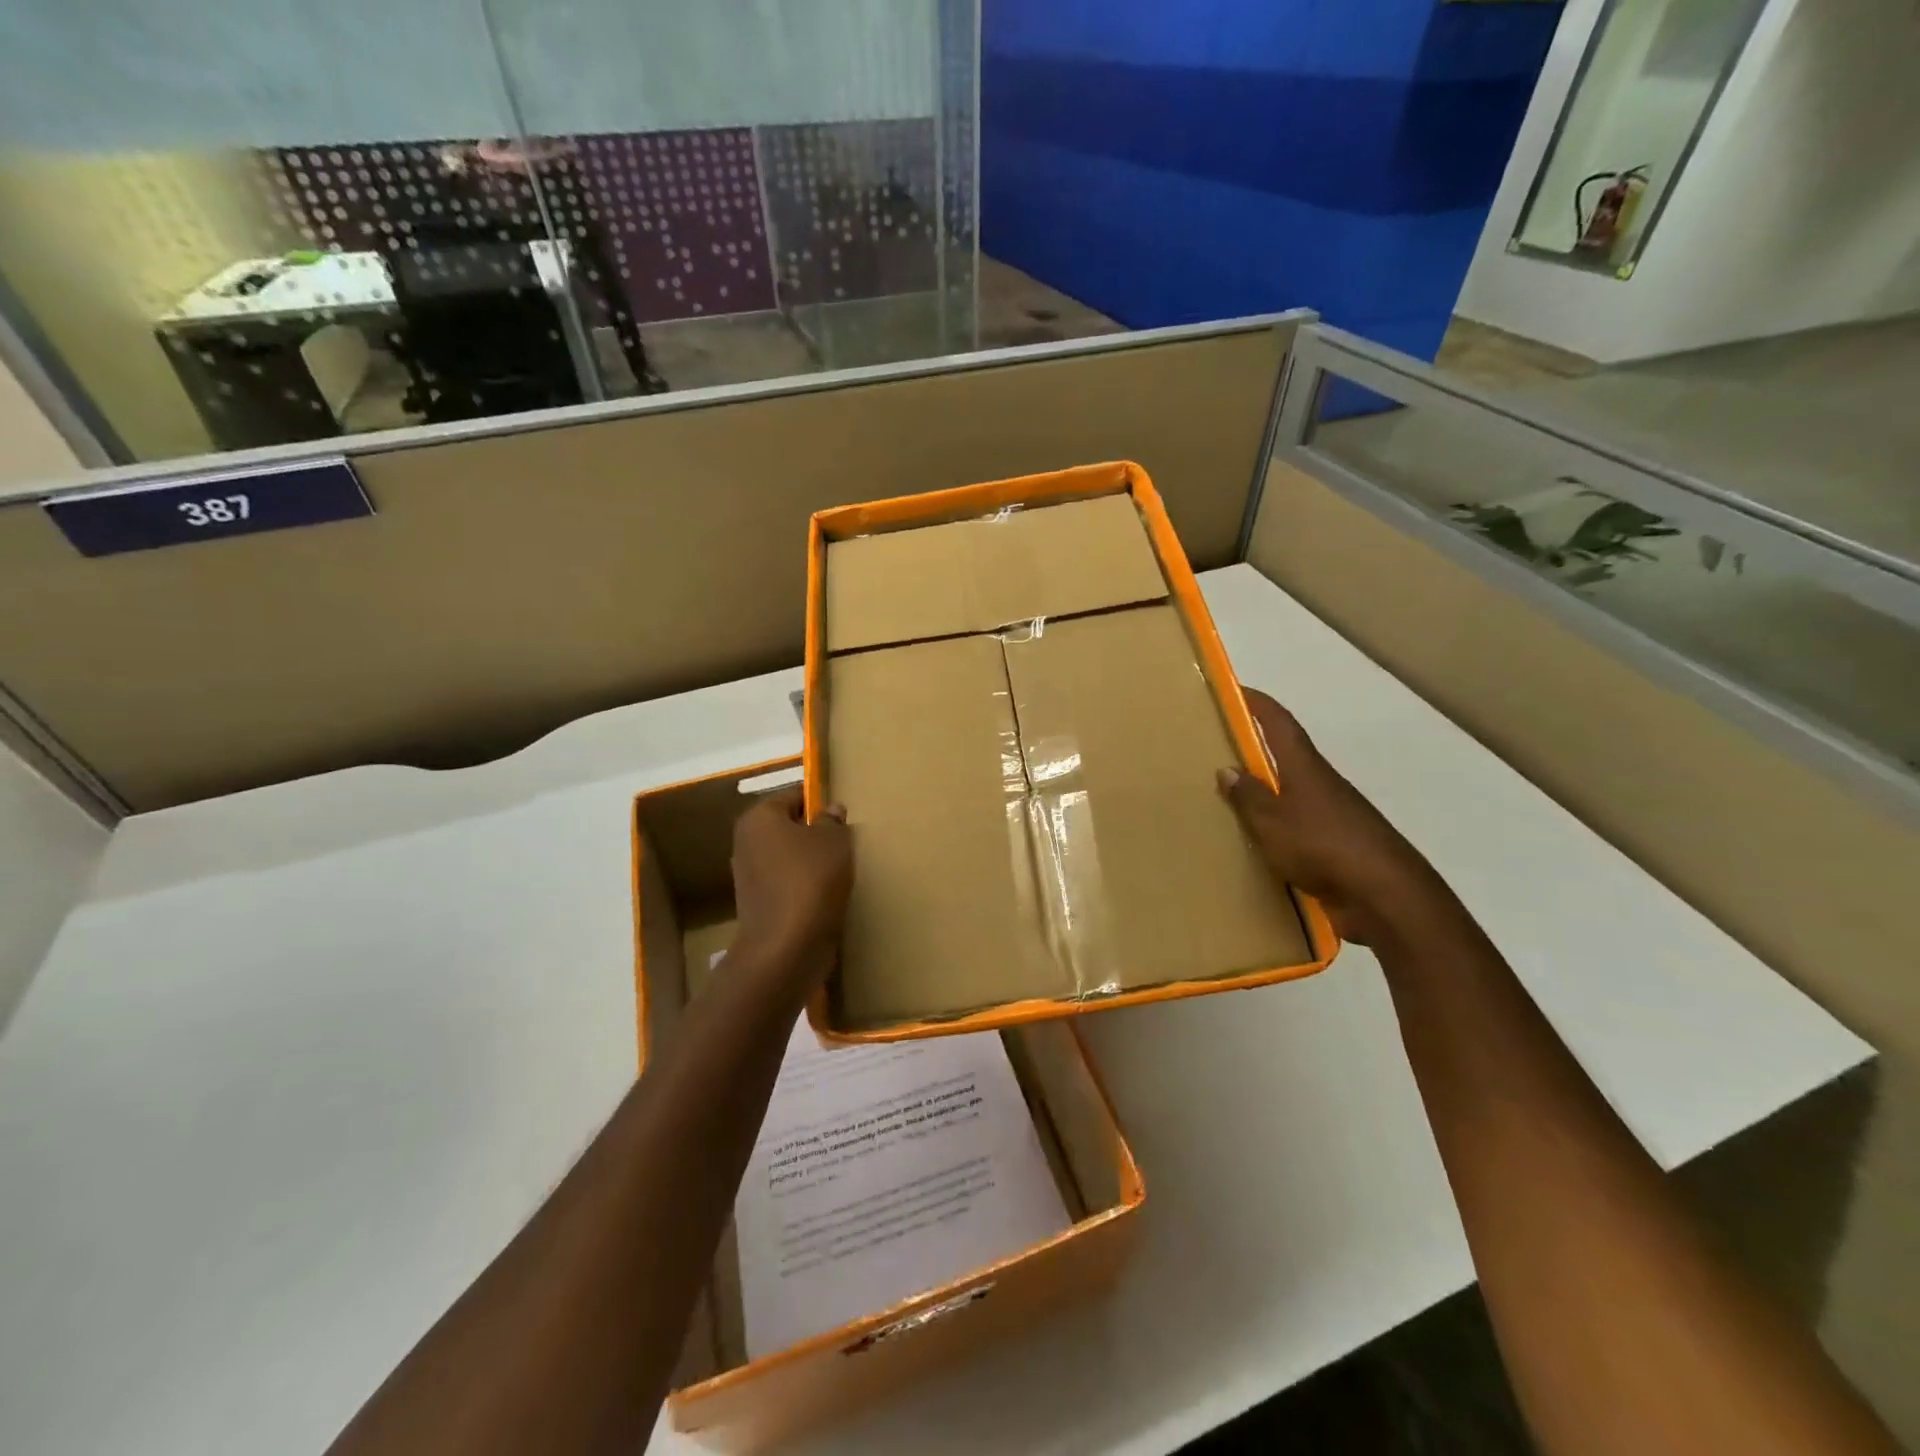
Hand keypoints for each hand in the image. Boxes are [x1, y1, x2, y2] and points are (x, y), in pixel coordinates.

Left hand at [731, 788, 852, 970]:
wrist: (786, 947)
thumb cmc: (810, 880)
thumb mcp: (834, 841)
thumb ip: (833, 821)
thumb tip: (831, 810)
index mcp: (759, 817)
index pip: (794, 796)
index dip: (821, 802)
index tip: (844, 815)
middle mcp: (747, 842)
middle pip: (789, 827)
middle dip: (816, 833)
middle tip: (846, 842)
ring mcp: (750, 876)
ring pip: (789, 858)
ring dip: (812, 862)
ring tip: (841, 870)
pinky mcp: (759, 905)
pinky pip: (788, 884)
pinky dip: (806, 887)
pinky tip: (827, 895)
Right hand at [1218, 688, 1450, 946]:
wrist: (1385, 897)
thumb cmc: (1323, 846)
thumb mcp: (1273, 821)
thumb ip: (1249, 797)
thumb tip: (1227, 768)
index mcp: (1306, 770)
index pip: (1280, 725)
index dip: (1259, 705)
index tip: (1236, 690)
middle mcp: (1322, 786)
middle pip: (1287, 759)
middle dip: (1256, 752)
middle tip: (1219, 751)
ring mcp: (1333, 818)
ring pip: (1292, 796)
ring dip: (1266, 795)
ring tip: (1230, 803)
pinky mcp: (1338, 849)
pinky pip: (1298, 830)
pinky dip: (1277, 830)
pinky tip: (1258, 846)